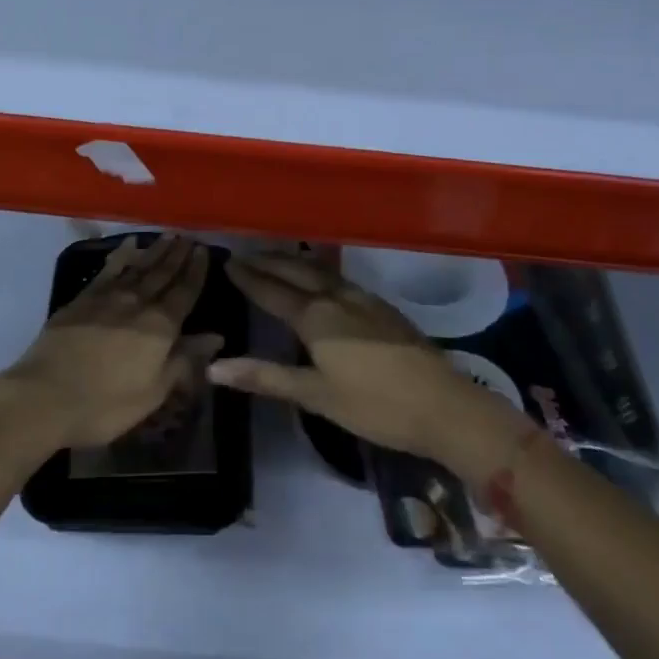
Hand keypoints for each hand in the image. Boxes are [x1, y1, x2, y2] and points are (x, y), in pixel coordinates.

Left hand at [0, 234, 222, 450]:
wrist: (45, 395)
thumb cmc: (105, 404)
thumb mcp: (153, 392)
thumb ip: (184, 361)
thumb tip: (215, 336)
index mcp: (160, 327)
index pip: (185, 292)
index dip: (196, 271)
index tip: (204, 251)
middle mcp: (138, 303)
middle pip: (163, 273)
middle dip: (178, 255)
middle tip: (188, 237)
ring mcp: (108, 297)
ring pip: (139, 267)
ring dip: (155, 251)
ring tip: (168, 236)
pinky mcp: (83, 298)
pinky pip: (109, 269)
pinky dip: (121, 255)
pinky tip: (129, 246)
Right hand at [207, 249, 532, 478]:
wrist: (444, 406)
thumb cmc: (375, 406)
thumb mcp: (316, 396)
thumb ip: (266, 377)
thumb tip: (214, 367)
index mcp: (316, 317)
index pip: (272, 290)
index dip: (249, 277)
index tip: (227, 261)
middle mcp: (336, 297)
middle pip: (295, 271)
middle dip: (268, 261)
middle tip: (243, 253)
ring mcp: (362, 297)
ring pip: (318, 269)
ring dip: (292, 261)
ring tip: (274, 256)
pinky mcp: (380, 304)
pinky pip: (337, 275)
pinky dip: (316, 269)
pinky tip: (318, 276)